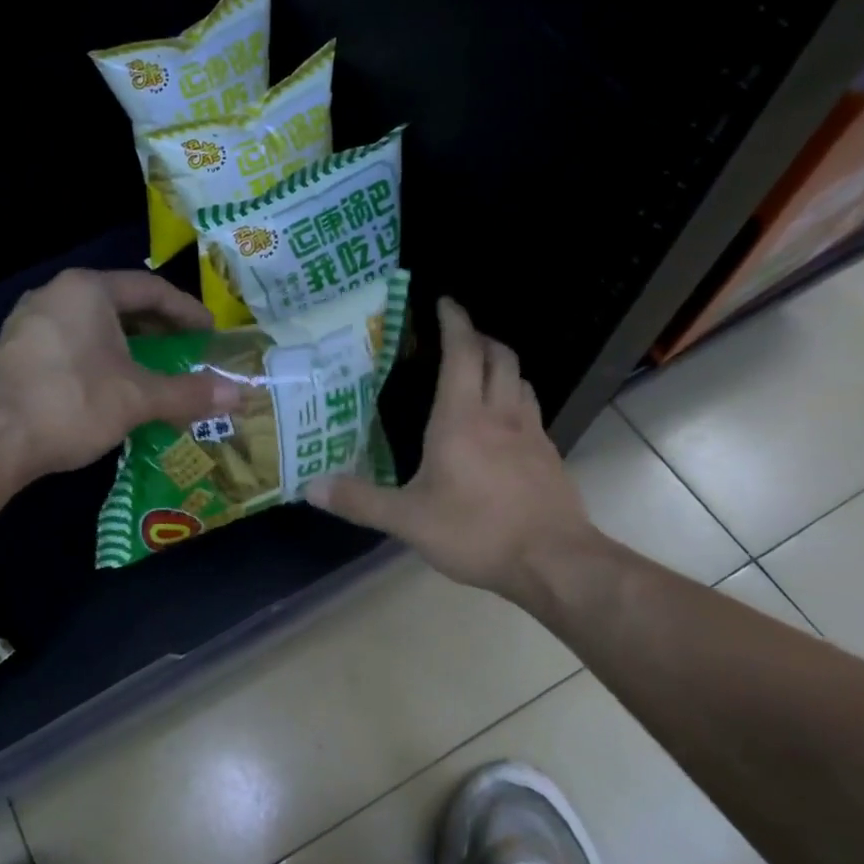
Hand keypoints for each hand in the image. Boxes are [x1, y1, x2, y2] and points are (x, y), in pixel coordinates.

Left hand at [0, 269, 243, 481]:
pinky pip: (71, 345)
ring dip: (129, 348)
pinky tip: (112, 388)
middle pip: (121, 304)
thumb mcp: (139, 398)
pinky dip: (100, 360)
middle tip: (188, 353)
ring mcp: (29, 323)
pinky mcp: (15, 353)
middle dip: (158, 330)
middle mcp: (56, 295)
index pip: (151, 290)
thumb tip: (241, 394)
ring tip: (154, 372)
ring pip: (94, 327)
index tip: (211, 335)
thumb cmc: (72, 403)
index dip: (187, 312)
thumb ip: (189, 392)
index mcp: (89, 290)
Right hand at [307, 297, 597, 601]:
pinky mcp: (548, 455)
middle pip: (499, 357)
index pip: (462, 353)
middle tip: (458, 336)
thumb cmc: (476, 532)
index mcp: (461, 420)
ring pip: (520, 380)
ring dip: (501, 364)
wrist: (553, 561)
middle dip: (479, 337)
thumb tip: (310, 486)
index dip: (454, 322)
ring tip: (481, 371)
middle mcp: (499, 415)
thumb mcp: (407, 520)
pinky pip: (531, 409)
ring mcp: (530, 433)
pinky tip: (503, 422)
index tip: (444, 302)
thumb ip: (359, 501)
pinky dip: (515, 396)